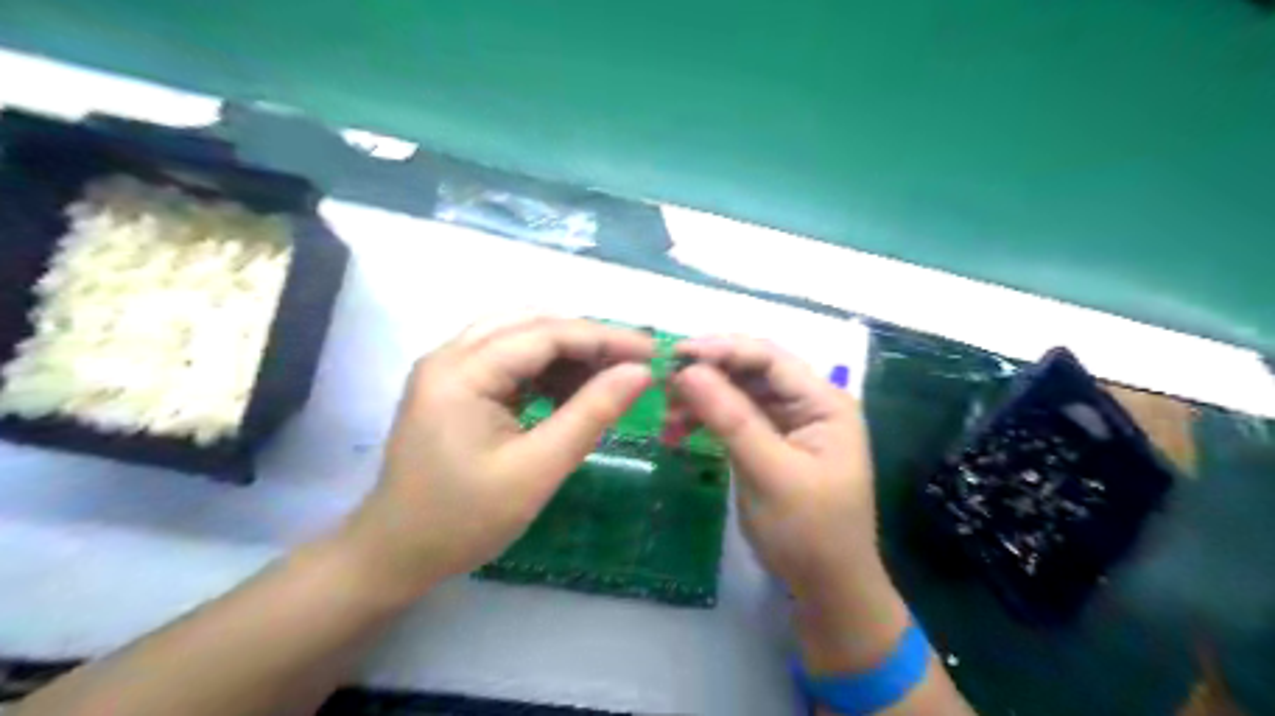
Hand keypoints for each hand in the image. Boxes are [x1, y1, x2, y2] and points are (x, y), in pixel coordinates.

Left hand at [338, 316, 655, 600]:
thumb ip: (591, 415)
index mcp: (461, 371)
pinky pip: (509, 358)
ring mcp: (449, 368)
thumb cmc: (463, 520)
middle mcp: (450, 354)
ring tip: (607, 379)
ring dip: (568, 353)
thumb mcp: (537, 470)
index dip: (605, 338)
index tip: (652, 353)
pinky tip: (571, 392)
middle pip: (532, 324)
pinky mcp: (454, 385)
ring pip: (521, 336)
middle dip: (588, 340)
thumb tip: (639, 373)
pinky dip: (546, 369)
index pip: (546, 333)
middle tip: (634, 364)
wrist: (395, 555)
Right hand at [671, 336, 912, 670]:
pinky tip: (676, 432)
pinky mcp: (769, 443)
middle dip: (707, 375)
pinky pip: (733, 419)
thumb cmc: (809, 531)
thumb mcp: (770, 472)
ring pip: (737, 394)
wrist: (826, 588)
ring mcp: (788, 424)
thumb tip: (688, 371)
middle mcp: (807, 404)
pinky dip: (705, 422)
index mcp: (823, 402)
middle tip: (663, 384)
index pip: (769, 358)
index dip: (723, 349)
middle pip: (751, 372)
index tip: (676, 354)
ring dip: (701, 400)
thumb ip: (731, 418)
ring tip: (665, 417)